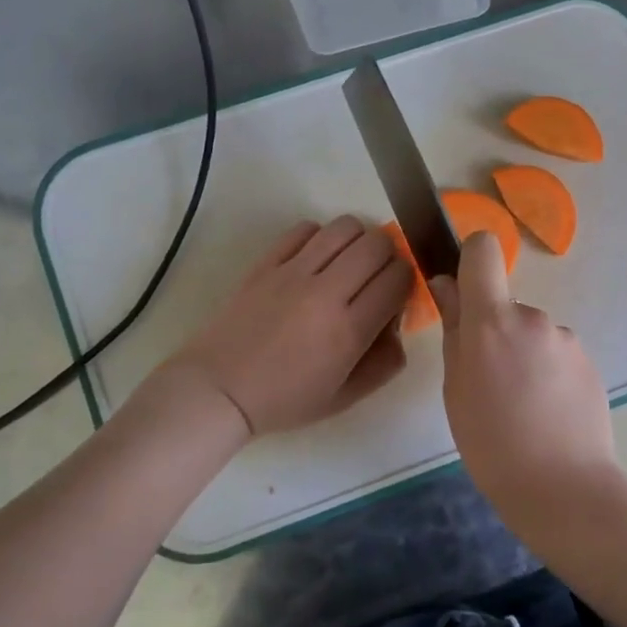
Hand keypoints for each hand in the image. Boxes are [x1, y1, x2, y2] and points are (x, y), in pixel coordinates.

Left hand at [168, 216, 413, 435]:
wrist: (220, 390)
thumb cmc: (286, 399)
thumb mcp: (346, 397)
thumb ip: (385, 362)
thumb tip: (398, 324)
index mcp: (350, 330)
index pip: (399, 278)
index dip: (406, 281)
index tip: (395, 295)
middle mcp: (326, 293)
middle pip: (378, 244)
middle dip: (388, 256)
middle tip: (375, 276)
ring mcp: (294, 272)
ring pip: (345, 227)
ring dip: (357, 240)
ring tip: (348, 262)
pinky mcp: (267, 263)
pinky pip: (305, 229)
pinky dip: (320, 237)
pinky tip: (314, 260)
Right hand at [429, 232, 620, 517]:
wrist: (563, 487)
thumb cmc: (491, 443)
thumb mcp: (455, 387)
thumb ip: (454, 329)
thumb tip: (447, 285)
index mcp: (492, 321)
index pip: (483, 250)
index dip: (471, 259)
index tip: (464, 291)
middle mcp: (533, 317)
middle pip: (506, 305)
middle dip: (496, 333)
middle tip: (491, 385)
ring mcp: (566, 339)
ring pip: (532, 334)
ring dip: (523, 356)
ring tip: (522, 407)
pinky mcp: (589, 361)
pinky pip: (556, 355)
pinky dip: (548, 373)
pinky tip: (547, 413)